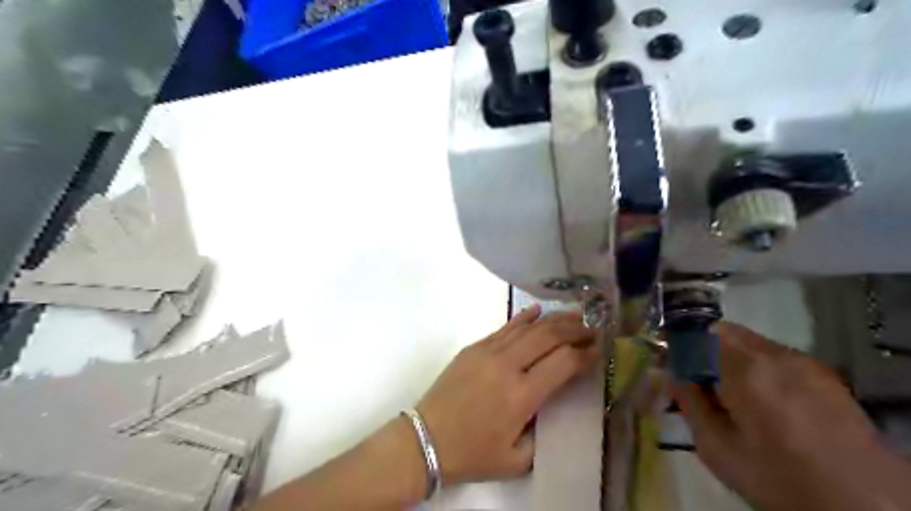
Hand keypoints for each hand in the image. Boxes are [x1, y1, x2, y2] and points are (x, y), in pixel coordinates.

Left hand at [417, 308, 598, 485]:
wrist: (425, 439)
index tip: (599, 347)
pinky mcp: (474, 347)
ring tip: (574, 316)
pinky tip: (537, 310)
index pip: (563, 362)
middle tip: (592, 328)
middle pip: (548, 336)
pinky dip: (523, 318)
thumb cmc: (472, 454)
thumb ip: (542, 434)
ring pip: (527, 327)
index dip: (585, 352)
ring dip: (553, 319)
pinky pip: (504, 327)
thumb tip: (551, 406)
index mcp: (521, 395)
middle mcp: (507, 366)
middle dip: (574, 329)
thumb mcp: (516, 459)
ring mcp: (488, 352)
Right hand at [675, 322, 909, 510]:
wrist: (870, 509)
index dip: (675, 347)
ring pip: (746, 339)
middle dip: (699, 347)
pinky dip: (752, 363)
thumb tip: (672, 374)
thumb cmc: (781, 481)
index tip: (666, 365)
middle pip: (720, 330)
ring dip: (726, 354)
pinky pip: (771, 353)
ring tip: (727, 390)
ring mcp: (802, 360)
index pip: (694, 337)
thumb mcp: (718, 450)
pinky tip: (759, 397)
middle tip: (694, 378)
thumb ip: (689, 404)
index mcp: (745, 372)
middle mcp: (774, 355)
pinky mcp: (821, 372)